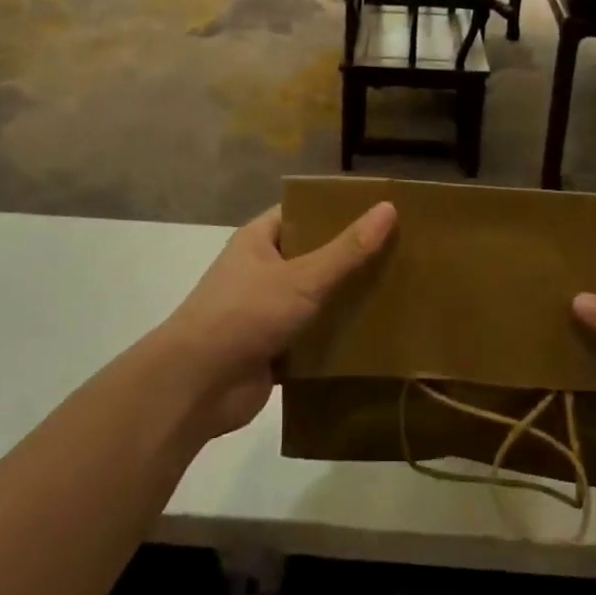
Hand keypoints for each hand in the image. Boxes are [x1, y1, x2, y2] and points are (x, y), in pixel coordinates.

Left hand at [156, 202, 396, 439]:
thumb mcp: (302, 277)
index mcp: (259, 240)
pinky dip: (336, 338)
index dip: (336, 210)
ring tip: (396, 292)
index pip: (301, 213)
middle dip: (349, 257)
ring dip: (345, 300)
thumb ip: (346, 249)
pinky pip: (312, 337)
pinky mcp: (273, 350)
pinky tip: (375, 337)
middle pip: (312, 256)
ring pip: (314, 299)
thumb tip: (388, 208)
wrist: (196, 386)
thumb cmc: (245, 314)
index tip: (378, 211)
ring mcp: (265, 312)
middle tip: (399, 252)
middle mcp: (260, 271)